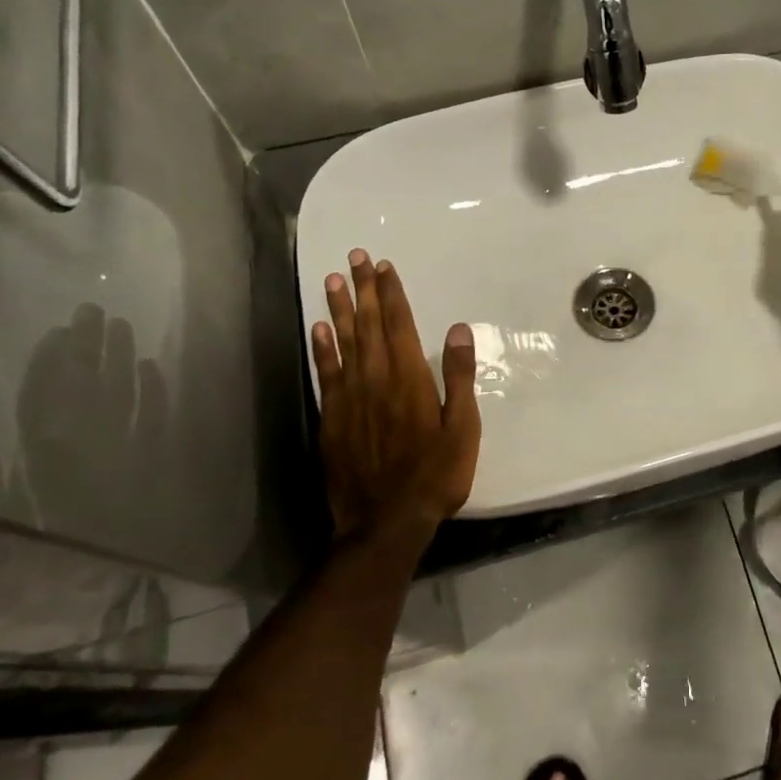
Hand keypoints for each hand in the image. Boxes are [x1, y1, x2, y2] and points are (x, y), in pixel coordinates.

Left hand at [311, 250, 480, 541]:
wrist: (385, 522)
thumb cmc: (435, 475)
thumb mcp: (462, 428)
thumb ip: (458, 377)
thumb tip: (457, 330)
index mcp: (410, 379)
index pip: (400, 325)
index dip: (392, 293)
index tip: (384, 266)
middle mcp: (376, 379)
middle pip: (369, 325)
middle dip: (364, 289)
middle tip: (355, 257)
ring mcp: (350, 398)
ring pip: (344, 342)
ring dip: (339, 309)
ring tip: (332, 280)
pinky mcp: (332, 418)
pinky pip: (325, 373)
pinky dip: (322, 348)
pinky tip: (319, 329)